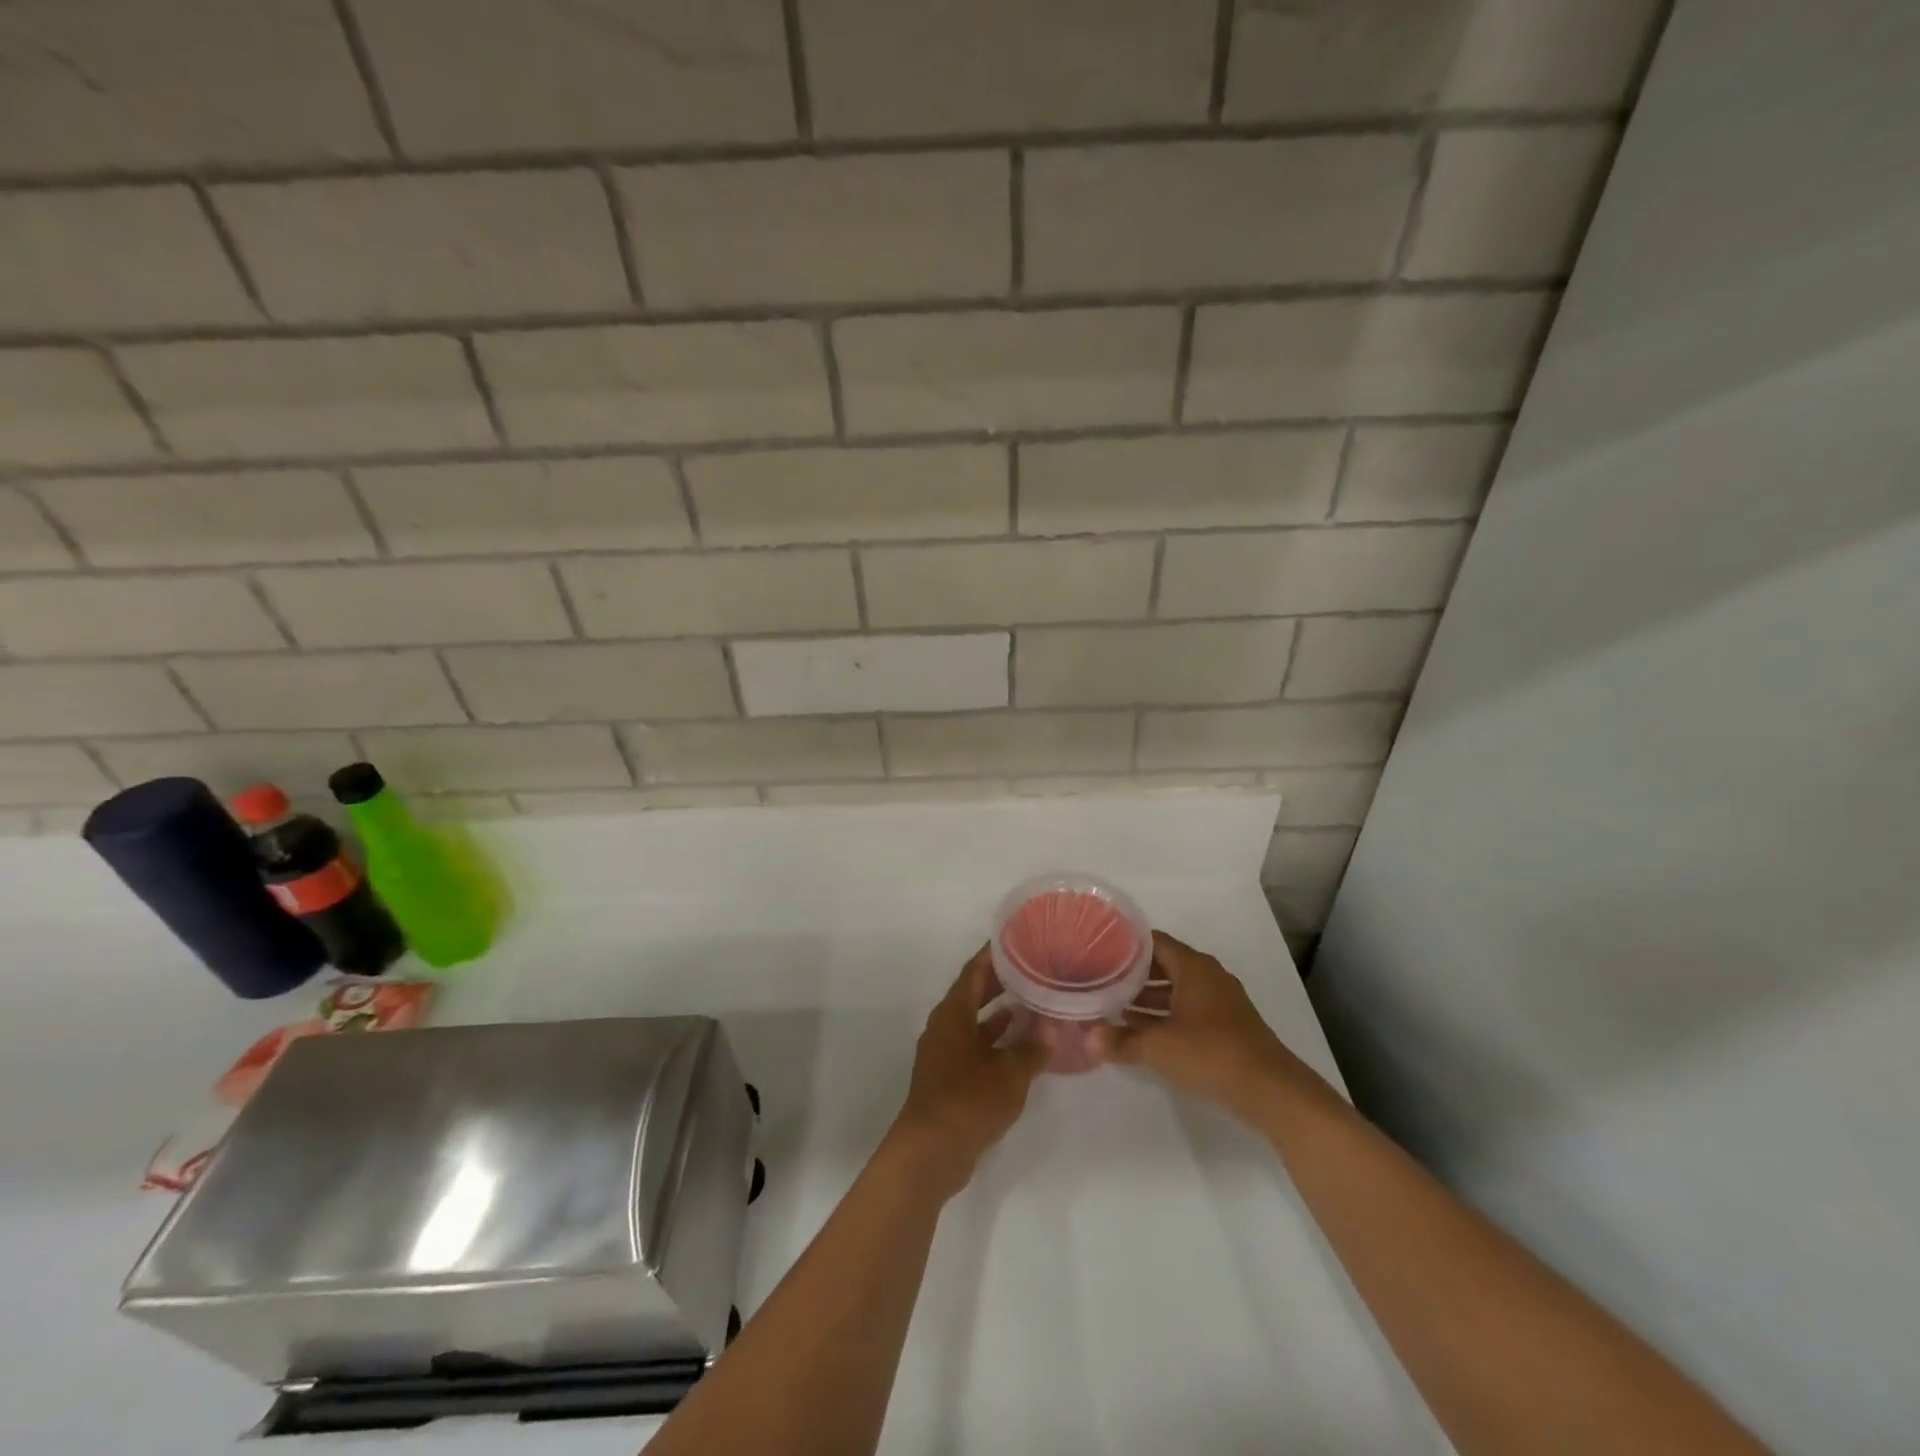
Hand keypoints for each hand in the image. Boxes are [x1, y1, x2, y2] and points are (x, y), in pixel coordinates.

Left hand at [890, 946, 1045, 1195]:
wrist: (931, 1152)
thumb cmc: (969, 1101)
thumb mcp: (1010, 1073)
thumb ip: (1032, 1048)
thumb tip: (1052, 1027)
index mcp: (953, 1013)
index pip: (974, 970)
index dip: (994, 954)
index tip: (1018, 939)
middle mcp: (945, 1026)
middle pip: (973, 993)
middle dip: (1001, 980)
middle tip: (1033, 967)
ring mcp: (945, 1052)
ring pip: (975, 1020)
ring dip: (1000, 1012)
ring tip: (1034, 1001)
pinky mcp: (949, 1076)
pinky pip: (975, 1044)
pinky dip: (996, 1039)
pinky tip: (1021, 1044)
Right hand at [1093, 931, 1334, 1123]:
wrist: (1271, 1090)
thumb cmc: (1211, 1053)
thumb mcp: (1158, 1047)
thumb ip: (1120, 1041)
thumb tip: (1086, 1038)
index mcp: (1192, 966)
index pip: (1152, 941)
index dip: (1124, 943)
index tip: (1097, 948)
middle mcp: (1207, 975)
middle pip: (1163, 964)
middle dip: (1132, 972)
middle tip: (1099, 977)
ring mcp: (1220, 1000)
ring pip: (1175, 988)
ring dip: (1147, 997)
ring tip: (1113, 1005)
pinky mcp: (1226, 1025)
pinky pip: (1187, 1008)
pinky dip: (1165, 1014)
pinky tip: (1142, 1030)